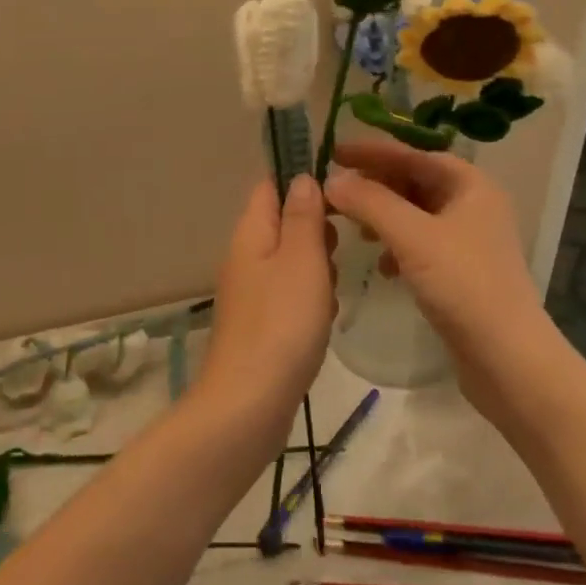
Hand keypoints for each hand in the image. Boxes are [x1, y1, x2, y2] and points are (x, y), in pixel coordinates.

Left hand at [198, 176, 334, 437]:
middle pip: (283, 223)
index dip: (300, 181)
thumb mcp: (302, 259)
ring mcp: (251, 293)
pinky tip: (325, 319)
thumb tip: (301, 178)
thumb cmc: (282, 322)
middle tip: (339, 249)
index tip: (338, 192)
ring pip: (291, 262)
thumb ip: (303, 216)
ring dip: (318, 268)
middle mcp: (245, 257)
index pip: (270, 187)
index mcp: (251, 233)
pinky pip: (289, 295)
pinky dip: (311, 300)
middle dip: (316, 230)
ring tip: (335, 287)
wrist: (248, 406)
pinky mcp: (260, 325)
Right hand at [325, 141, 550, 405]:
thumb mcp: (412, 237)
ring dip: (383, 216)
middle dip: (376, 185)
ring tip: (355, 229)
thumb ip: (370, 203)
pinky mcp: (462, 271)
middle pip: (415, 181)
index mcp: (470, 185)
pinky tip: (381, 266)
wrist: (509, 360)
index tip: (334, 151)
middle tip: (337, 191)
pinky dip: (397, 246)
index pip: (414, 154)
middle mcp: (474, 204)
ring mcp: (470, 239)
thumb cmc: (464, 285)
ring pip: (416, 214)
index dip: (373, 151)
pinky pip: (421, 243)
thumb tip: (332, 179)